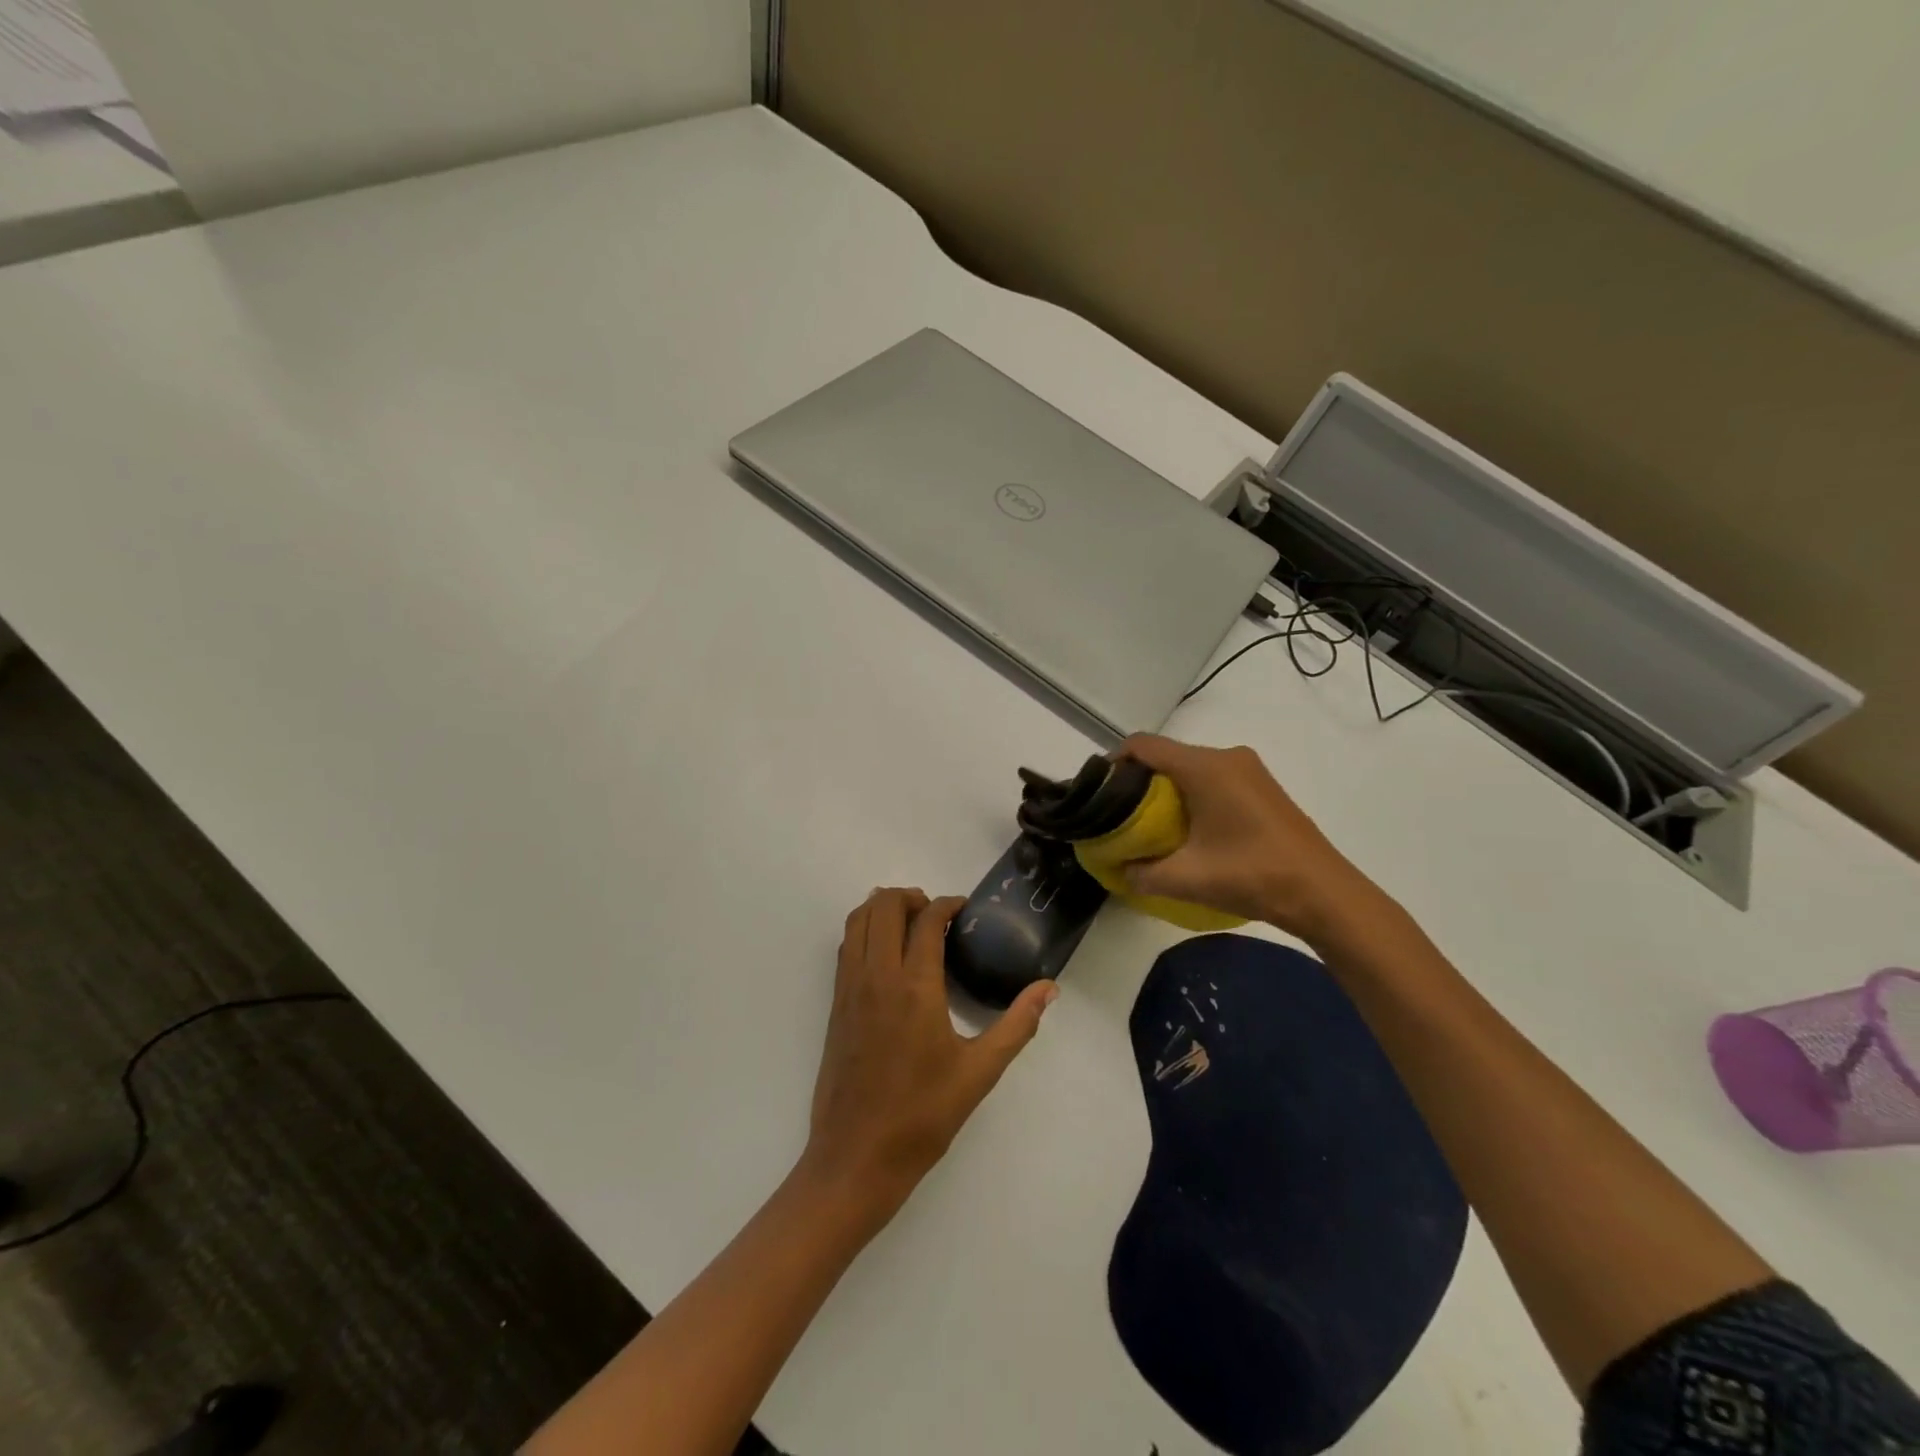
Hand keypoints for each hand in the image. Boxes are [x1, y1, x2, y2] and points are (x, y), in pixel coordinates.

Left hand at [804, 888, 1056, 1214]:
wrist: (856, 1158)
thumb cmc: (923, 1115)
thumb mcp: (980, 1072)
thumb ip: (1017, 1024)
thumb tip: (1049, 988)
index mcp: (915, 987)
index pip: (926, 920)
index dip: (946, 904)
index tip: (963, 909)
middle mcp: (877, 976)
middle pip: (884, 905)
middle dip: (911, 896)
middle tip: (936, 915)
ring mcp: (850, 988)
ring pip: (857, 920)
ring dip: (882, 907)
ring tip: (910, 924)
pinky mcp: (835, 1004)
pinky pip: (846, 946)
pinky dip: (864, 930)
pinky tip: (886, 953)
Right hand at [1117, 735, 1387, 944]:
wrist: (1324, 893)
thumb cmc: (1252, 875)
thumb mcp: (1186, 879)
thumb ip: (1141, 873)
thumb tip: (1120, 869)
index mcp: (1205, 767)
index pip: (1143, 746)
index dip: (1113, 762)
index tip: (1098, 793)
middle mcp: (1226, 757)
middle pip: (1166, 756)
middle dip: (1138, 782)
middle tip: (1120, 816)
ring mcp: (1248, 770)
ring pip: (1190, 768)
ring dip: (1165, 791)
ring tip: (1149, 827)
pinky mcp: (1261, 787)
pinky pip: (1212, 779)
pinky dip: (1190, 796)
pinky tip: (1188, 830)